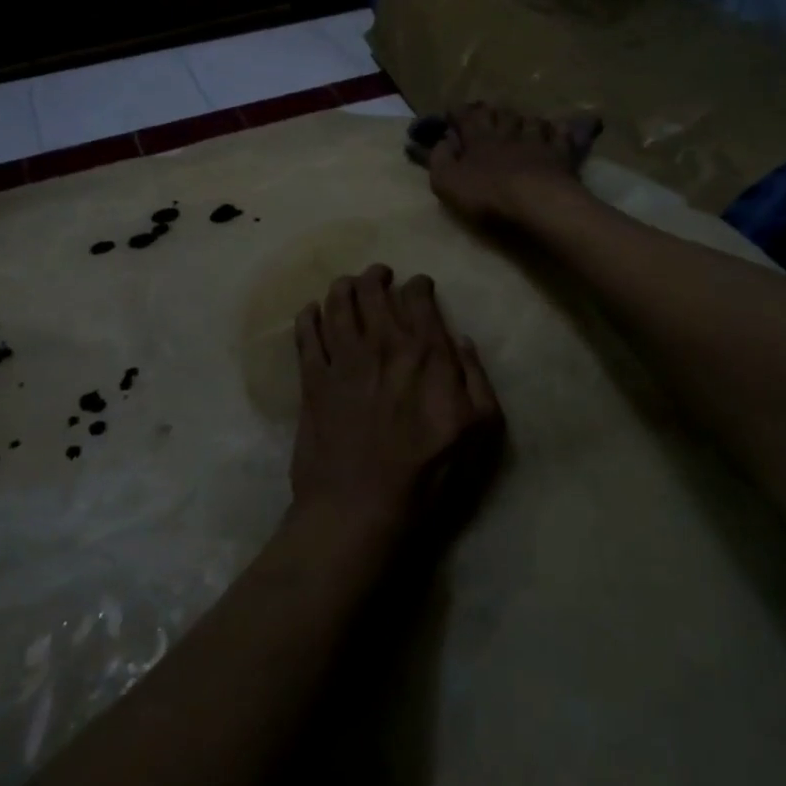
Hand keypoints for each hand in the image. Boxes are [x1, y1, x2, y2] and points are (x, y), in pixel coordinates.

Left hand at [291, 265, 502, 535]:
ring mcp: (342, 359)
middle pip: (372, 290)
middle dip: (376, 276)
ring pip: (337, 302)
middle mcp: (381, 343)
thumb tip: (461, 340)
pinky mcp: (312, 379)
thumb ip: (477, 378)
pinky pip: (305, 333)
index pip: (418, 297)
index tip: (419, 286)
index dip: (418, 284)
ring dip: (343, 286)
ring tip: (347, 285)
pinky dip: (307, 315)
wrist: (361, 509)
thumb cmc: (429, 475)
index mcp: (425, 352)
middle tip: (379, 276)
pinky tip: (311, 312)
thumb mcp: (481, 431)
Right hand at [427, 102, 595, 227]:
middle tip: (488, 114)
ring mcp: (537, 141)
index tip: (452, 111)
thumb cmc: (488, 194)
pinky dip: (557, 130)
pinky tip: (556, 130)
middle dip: (492, 112)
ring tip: (522, 123)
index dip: (459, 112)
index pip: (466, 117)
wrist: (538, 203)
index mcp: (479, 140)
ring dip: (524, 120)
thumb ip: (440, 160)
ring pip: (530, 120)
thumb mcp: (448, 182)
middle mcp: (507, 134)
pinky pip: (561, 134)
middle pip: (500, 114)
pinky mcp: (561, 154)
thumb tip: (441, 142)